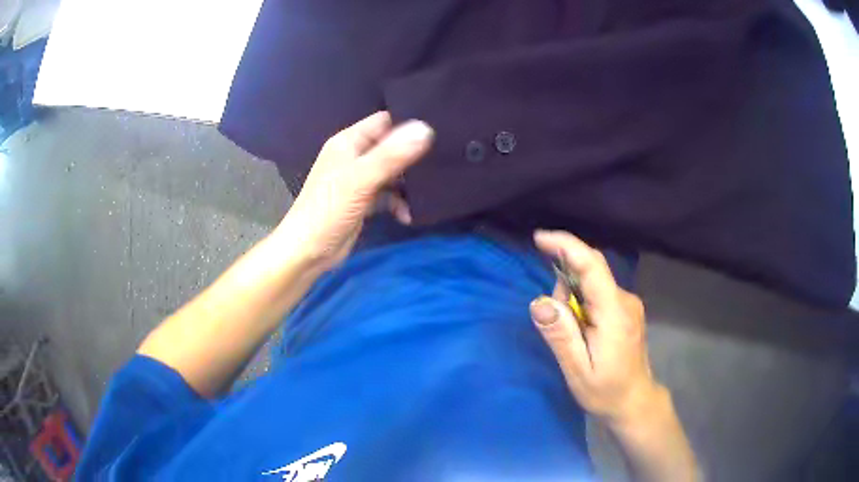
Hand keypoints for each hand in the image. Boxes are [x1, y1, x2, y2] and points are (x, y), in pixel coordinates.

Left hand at [278, 112, 433, 270]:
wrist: (307, 253)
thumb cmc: (329, 211)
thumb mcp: (360, 180)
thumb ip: (391, 155)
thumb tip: (426, 128)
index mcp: (349, 142)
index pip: (384, 121)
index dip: (408, 122)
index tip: (439, 128)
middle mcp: (354, 156)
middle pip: (391, 146)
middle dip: (413, 155)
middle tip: (442, 161)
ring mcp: (358, 180)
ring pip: (392, 172)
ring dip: (408, 183)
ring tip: (427, 193)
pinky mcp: (363, 201)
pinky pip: (387, 194)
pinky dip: (398, 202)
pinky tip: (406, 215)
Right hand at [529, 230, 659, 427]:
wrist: (635, 402)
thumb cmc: (606, 391)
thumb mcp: (578, 370)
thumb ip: (560, 335)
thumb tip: (539, 301)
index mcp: (614, 312)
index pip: (591, 265)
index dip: (566, 246)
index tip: (539, 238)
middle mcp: (625, 300)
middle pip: (589, 271)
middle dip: (564, 286)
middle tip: (557, 326)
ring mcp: (628, 303)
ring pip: (592, 283)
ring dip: (572, 299)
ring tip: (573, 337)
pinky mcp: (625, 309)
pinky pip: (598, 292)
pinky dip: (582, 303)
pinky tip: (581, 331)